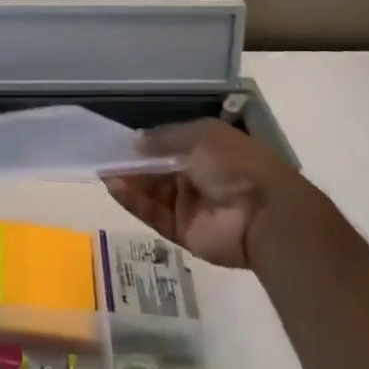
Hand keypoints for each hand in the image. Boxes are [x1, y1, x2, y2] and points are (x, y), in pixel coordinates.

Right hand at [103, 119, 306, 272]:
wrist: (265, 213)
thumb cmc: (235, 164)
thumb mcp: (201, 136)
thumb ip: (165, 138)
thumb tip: (135, 142)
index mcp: (206, 152)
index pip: (167, 147)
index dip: (144, 145)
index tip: (118, 142)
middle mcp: (196, 178)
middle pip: (156, 170)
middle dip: (132, 164)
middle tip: (103, 157)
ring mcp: (189, 206)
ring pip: (151, 192)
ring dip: (129, 182)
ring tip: (104, 172)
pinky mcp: (182, 231)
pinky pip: (154, 214)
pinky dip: (134, 202)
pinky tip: (115, 188)